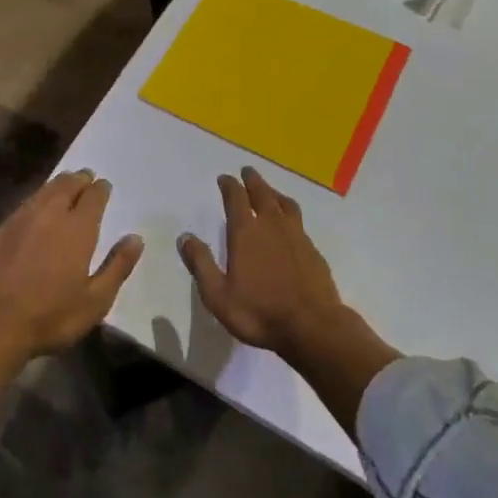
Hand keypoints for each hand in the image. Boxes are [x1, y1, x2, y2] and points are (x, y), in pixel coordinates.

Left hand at [0, 169, 143, 362]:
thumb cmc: (49, 315)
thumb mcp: (95, 301)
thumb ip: (117, 267)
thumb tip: (136, 238)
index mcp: (77, 228)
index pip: (93, 196)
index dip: (101, 189)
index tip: (104, 186)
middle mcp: (50, 213)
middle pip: (67, 185)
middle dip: (79, 179)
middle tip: (86, 177)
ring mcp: (22, 219)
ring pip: (44, 190)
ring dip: (58, 184)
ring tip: (65, 184)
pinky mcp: (1, 229)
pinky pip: (26, 203)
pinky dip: (38, 198)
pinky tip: (37, 208)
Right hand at [179, 166, 349, 357]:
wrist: (312, 326)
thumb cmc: (259, 312)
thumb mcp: (218, 295)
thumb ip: (201, 264)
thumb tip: (185, 237)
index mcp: (246, 232)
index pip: (236, 198)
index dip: (229, 185)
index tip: (225, 178)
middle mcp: (272, 225)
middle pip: (262, 193)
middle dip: (253, 180)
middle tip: (247, 171)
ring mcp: (296, 235)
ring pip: (284, 203)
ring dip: (274, 192)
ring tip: (269, 191)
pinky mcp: (312, 249)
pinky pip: (298, 220)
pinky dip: (290, 212)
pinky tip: (290, 222)